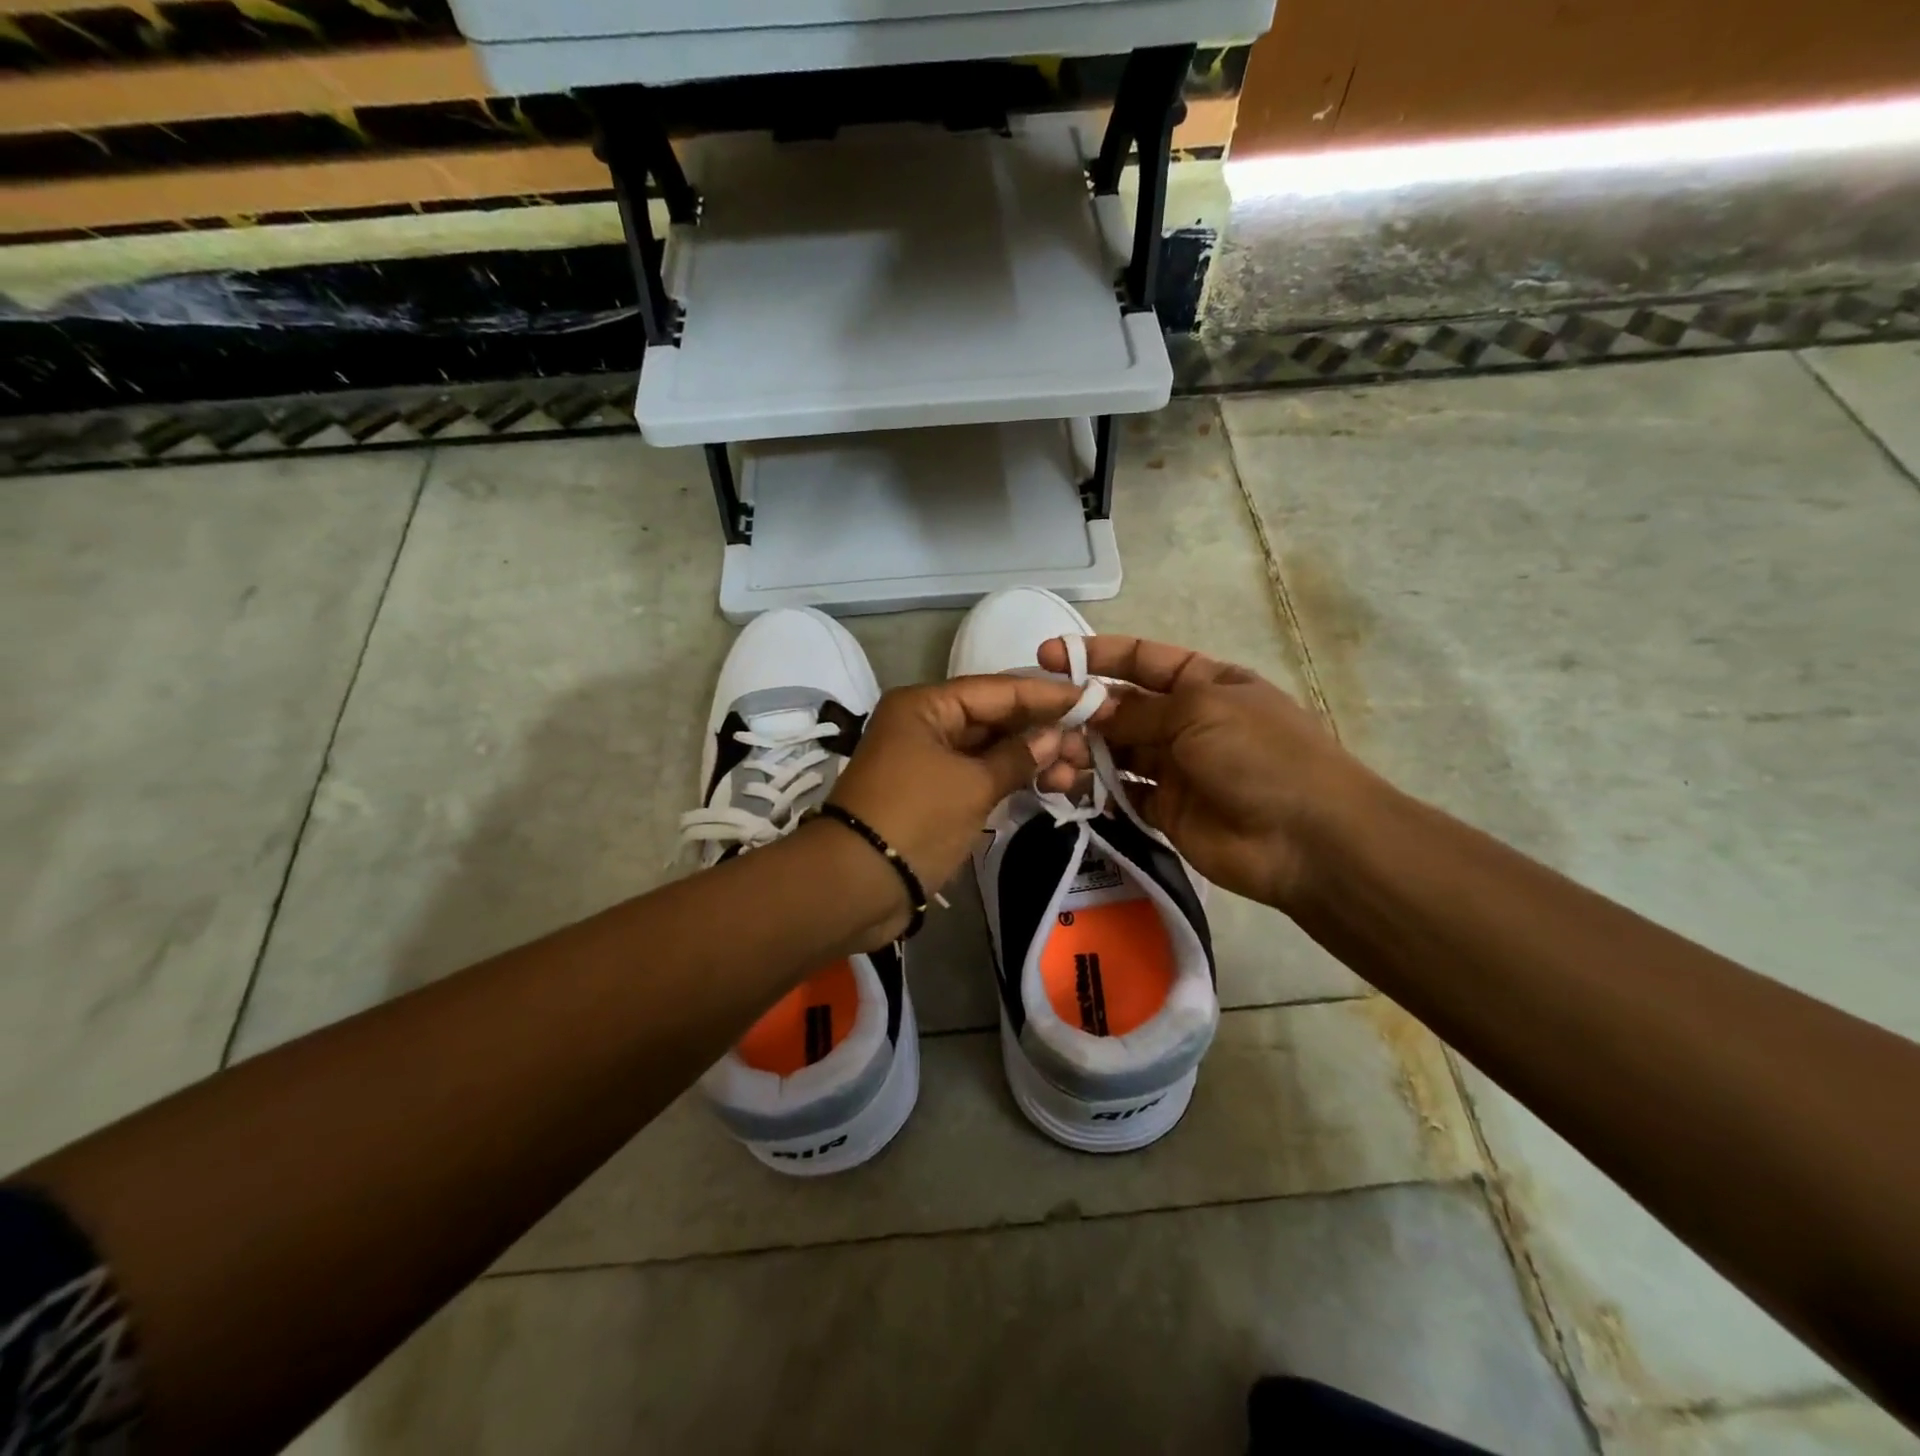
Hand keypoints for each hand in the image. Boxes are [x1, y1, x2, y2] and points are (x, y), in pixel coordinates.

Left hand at [823, 675, 1102, 931]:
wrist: (856, 884)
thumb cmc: (915, 818)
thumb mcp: (972, 785)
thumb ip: (1017, 757)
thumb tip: (1053, 737)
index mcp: (925, 706)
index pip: (997, 690)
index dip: (1045, 695)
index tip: (1091, 700)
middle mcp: (925, 724)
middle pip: (994, 718)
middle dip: (1042, 732)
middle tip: (1090, 746)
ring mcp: (928, 760)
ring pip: (989, 750)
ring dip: (1031, 759)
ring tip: (1077, 774)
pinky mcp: (933, 794)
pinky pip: (979, 776)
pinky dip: (1010, 780)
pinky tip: (1049, 786)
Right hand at [1038, 635, 1365, 911]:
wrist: (1307, 839)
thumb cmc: (1261, 754)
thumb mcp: (1201, 711)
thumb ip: (1140, 710)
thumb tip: (1092, 708)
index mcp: (1205, 683)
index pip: (1141, 659)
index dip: (1095, 655)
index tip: (1046, 656)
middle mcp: (1187, 721)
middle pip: (1122, 707)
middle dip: (1081, 710)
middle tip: (1039, 723)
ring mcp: (1176, 768)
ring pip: (1115, 752)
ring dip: (1081, 752)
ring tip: (1050, 761)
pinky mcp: (1166, 811)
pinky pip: (1121, 793)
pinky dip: (1094, 790)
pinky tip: (1066, 787)